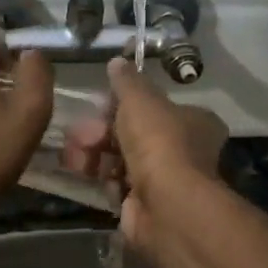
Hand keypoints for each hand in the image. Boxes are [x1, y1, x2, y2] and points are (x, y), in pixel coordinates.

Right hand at [62, 58, 227, 257]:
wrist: (166, 205)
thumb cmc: (159, 141)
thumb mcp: (140, 99)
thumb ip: (127, 81)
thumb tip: (117, 62)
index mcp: (194, 121)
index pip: (157, 107)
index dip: (126, 104)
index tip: (101, 104)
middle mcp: (185, 150)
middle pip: (134, 133)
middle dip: (101, 131)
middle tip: (80, 133)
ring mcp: (166, 180)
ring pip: (122, 159)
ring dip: (94, 154)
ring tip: (73, 155)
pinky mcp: (146, 205)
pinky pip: (117, 185)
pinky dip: (100, 178)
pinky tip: (83, 173)